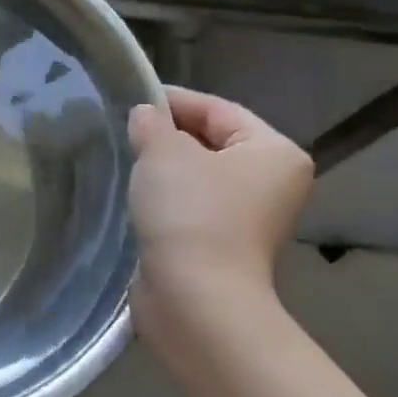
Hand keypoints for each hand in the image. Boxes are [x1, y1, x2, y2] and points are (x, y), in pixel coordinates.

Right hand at [127, 86, 312, 319]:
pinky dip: (165, 198)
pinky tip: (135, 196)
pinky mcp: (222, 245)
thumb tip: (145, 115)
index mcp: (274, 152)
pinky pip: (191, 207)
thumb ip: (152, 124)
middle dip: (167, 135)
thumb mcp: (163, 153)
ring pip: (199, 176)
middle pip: (212, 142)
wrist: (196, 297)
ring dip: (163, 169)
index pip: (219, 109)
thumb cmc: (190, 213)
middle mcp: (272, 183)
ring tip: (123, 159)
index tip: (131, 98)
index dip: (174, 100)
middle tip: (123, 130)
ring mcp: (249, 218)